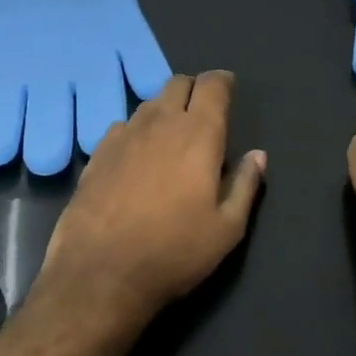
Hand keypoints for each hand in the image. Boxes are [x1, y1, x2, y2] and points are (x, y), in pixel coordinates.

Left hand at [35, 70, 266, 326]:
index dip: (223, 81)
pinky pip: (122, 126)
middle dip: (194, 89)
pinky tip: (137, 156)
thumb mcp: (227, 229)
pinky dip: (137, 131)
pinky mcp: (97, 153)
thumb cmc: (174, 252)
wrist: (100, 273)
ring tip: (172, 136)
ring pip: (149, 103)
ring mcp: (124, 135)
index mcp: (199, 134)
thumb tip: (258, 156)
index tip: (229, 90)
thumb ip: (245, 185)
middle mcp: (160, 123)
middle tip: (203, 112)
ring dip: (165, 110)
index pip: (212, 85)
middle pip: (178, 84)